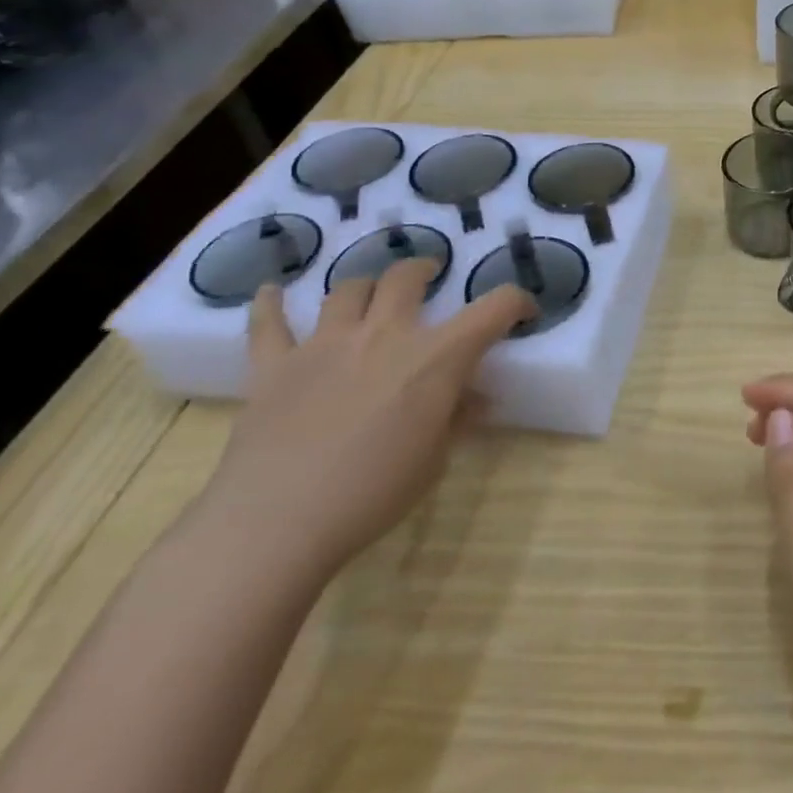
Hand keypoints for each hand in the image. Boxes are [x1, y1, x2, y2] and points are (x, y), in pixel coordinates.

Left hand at [203, 259, 537, 581]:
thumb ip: (455, 418)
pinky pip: (269, 324)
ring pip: (349, 289)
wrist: (277, 521)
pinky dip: (270, 305)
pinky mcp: (275, 365)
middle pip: (407, 277)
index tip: (523, 311)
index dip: (516, 302)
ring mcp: (326, 343)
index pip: (493, 308)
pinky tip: (271, 292)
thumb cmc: (372, 494)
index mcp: (435, 357)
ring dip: (366, 285)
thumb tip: (473, 398)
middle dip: (424, 270)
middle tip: (430, 277)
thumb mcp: (434, 460)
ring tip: (370, 293)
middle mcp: (384, 334)